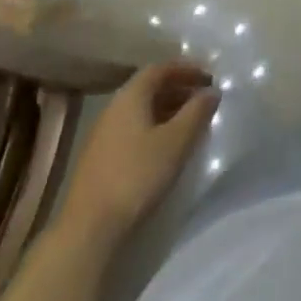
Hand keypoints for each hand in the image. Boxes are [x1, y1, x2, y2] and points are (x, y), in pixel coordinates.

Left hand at [63, 61, 217, 234]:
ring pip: (141, 111)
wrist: (88, 231)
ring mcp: (103, 135)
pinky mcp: (99, 160)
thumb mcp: (176, 142)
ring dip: (167, 111)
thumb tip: (212, 91)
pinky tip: (165, 149)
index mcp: (130, 96)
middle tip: (203, 100)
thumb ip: (197, 112)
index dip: (186, 69)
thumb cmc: (136, 176)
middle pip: (149, 88)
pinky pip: (132, 131)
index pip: (160, 68)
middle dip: (178, 90)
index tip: (209, 77)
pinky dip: (154, 129)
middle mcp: (113, 108)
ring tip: (190, 124)